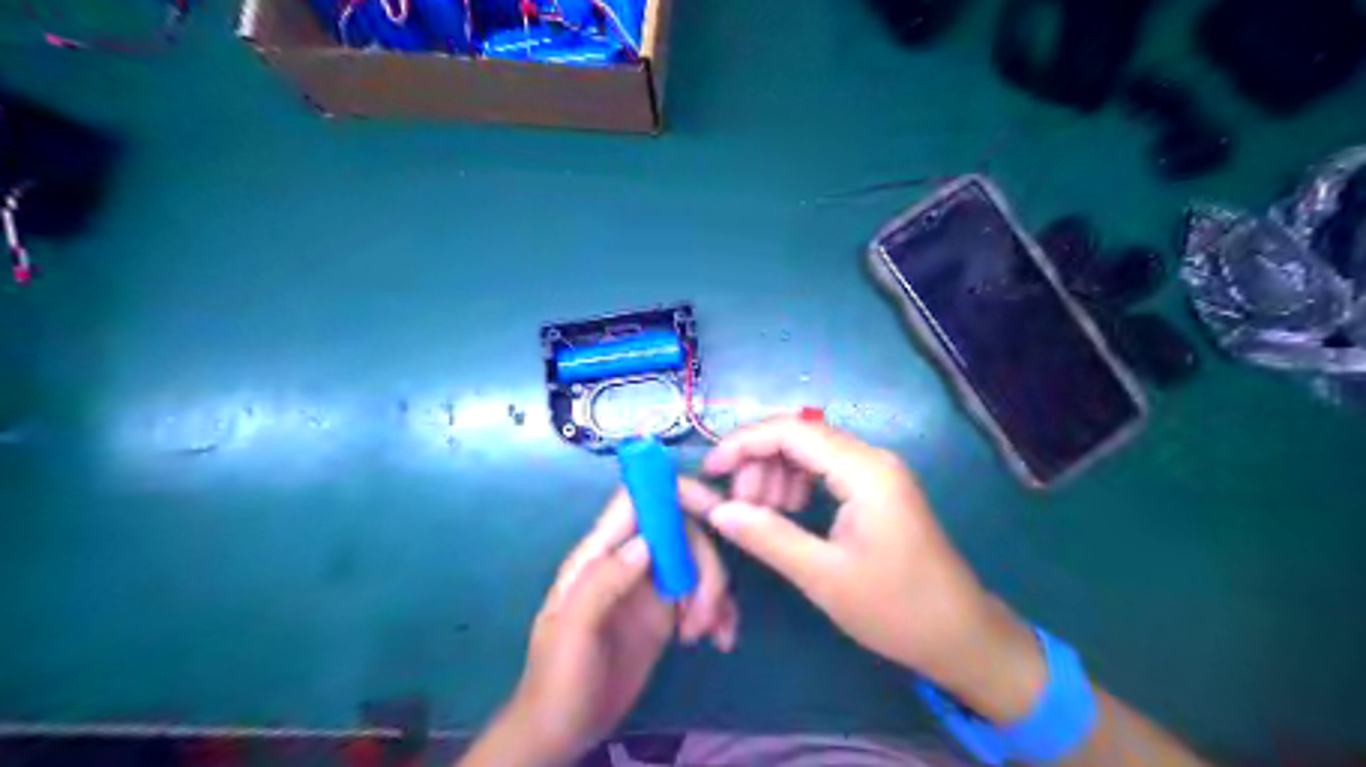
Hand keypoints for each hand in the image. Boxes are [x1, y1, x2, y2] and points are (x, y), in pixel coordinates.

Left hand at [459, 484, 735, 763]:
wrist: (562, 731)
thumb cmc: (558, 680)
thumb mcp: (573, 632)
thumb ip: (602, 582)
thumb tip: (646, 542)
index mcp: (600, 554)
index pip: (638, 500)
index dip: (675, 492)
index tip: (713, 511)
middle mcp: (629, 560)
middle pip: (682, 532)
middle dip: (705, 566)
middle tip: (702, 614)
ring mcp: (650, 585)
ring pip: (699, 562)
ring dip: (715, 593)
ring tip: (703, 635)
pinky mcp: (667, 612)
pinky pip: (704, 595)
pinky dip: (719, 610)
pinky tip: (719, 640)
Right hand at [694, 417, 1047, 721]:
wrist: (961, 636)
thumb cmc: (896, 609)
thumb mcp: (824, 576)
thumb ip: (767, 536)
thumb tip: (717, 510)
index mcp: (865, 471)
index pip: (790, 431)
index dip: (743, 443)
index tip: (709, 471)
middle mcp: (872, 458)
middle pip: (799, 436)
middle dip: (759, 463)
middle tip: (739, 508)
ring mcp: (877, 471)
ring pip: (809, 451)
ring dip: (775, 474)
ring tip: (761, 514)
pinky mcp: (877, 488)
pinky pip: (825, 469)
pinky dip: (796, 484)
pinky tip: (786, 513)